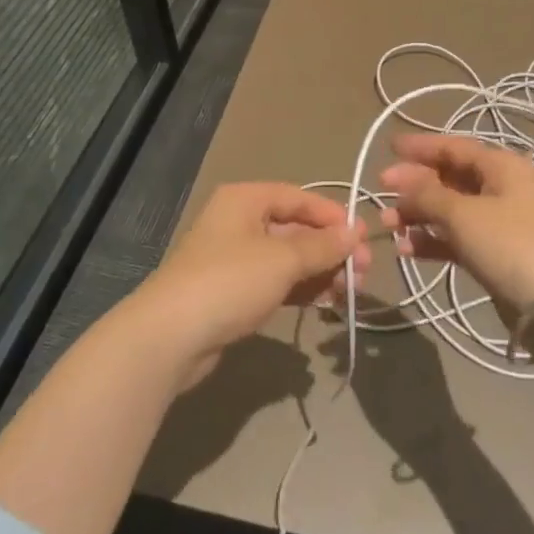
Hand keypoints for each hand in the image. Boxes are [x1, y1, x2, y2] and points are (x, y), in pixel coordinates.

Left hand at [130, 182, 370, 386]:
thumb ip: (322, 246)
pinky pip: (275, 281)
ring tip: (350, 292)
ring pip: (287, 258)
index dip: (332, 216)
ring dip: (319, 271)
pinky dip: (300, 288)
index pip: (298, 197)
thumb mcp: (282, 260)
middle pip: (295, 228)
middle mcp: (239, 222)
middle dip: (330, 249)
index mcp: (245, 199)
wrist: (170, 336)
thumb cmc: (229, 282)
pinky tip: (324, 303)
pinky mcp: (232, 292)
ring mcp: (234, 258)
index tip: (362, 240)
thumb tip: (355, 232)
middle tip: (363, 273)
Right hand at [379, 133, 533, 310]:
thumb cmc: (510, 244)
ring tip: (387, 226)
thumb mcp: (463, 213)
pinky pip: (457, 239)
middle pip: (450, 178)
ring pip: (450, 210)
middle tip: (380, 191)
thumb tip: (402, 179)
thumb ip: (427, 194)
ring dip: (418, 215)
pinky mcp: (496, 254)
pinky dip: (432, 241)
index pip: (454, 146)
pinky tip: (406, 249)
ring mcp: (500, 223)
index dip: (421, 146)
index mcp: (501, 166)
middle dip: (414, 185)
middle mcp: (502, 188)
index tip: (388, 147)